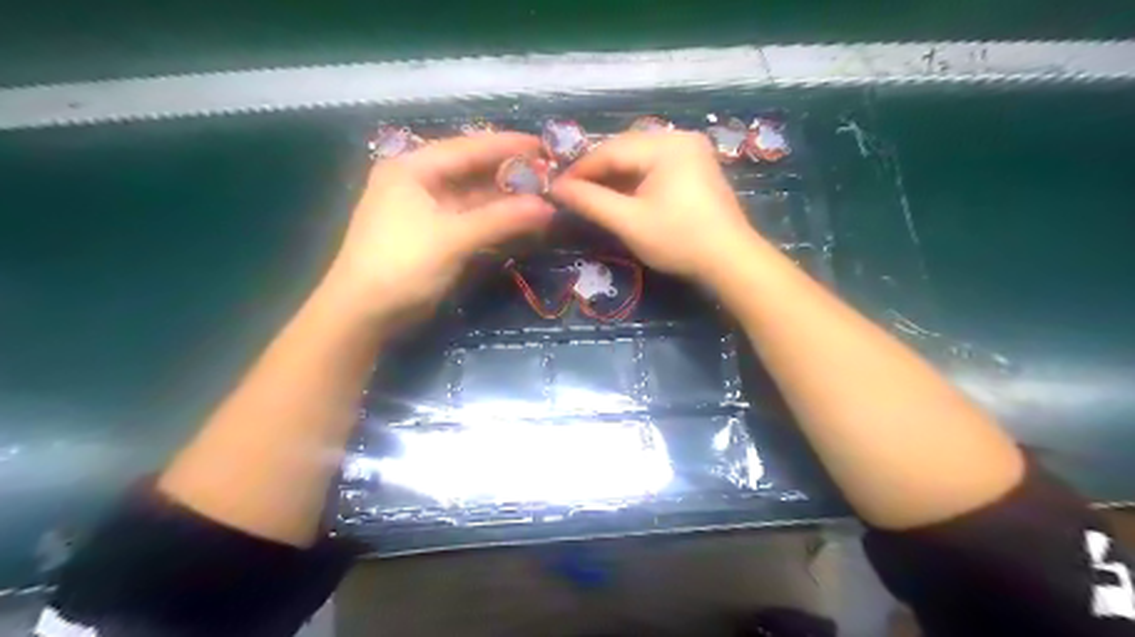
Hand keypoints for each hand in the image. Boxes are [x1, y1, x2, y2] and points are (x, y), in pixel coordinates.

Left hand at [323, 135, 554, 323]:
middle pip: (471, 171)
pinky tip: (519, 221)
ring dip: (504, 200)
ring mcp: (424, 210)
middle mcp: (417, 182)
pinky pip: (469, 220)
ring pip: (472, 197)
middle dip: (509, 174)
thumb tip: (548, 207)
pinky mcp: (432, 235)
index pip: (467, 148)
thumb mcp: (453, 238)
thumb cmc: (402, 265)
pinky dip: (493, 221)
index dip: (507, 146)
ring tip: (542, 197)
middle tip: (549, 175)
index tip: (544, 146)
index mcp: (413, 168)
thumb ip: (501, 219)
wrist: (363, 314)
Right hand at [552, 133, 761, 282]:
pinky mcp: (696, 169)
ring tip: (590, 196)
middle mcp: (680, 138)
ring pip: (639, 158)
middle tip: (571, 192)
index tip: (555, 187)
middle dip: (597, 171)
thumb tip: (556, 189)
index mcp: (666, 145)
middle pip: (626, 149)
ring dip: (614, 176)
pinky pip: (655, 167)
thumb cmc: (679, 240)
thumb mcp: (629, 222)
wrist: (731, 261)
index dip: (580, 169)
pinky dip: (634, 180)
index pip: (610, 150)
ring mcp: (692, 152)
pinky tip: (620, 196)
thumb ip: (590, 201)